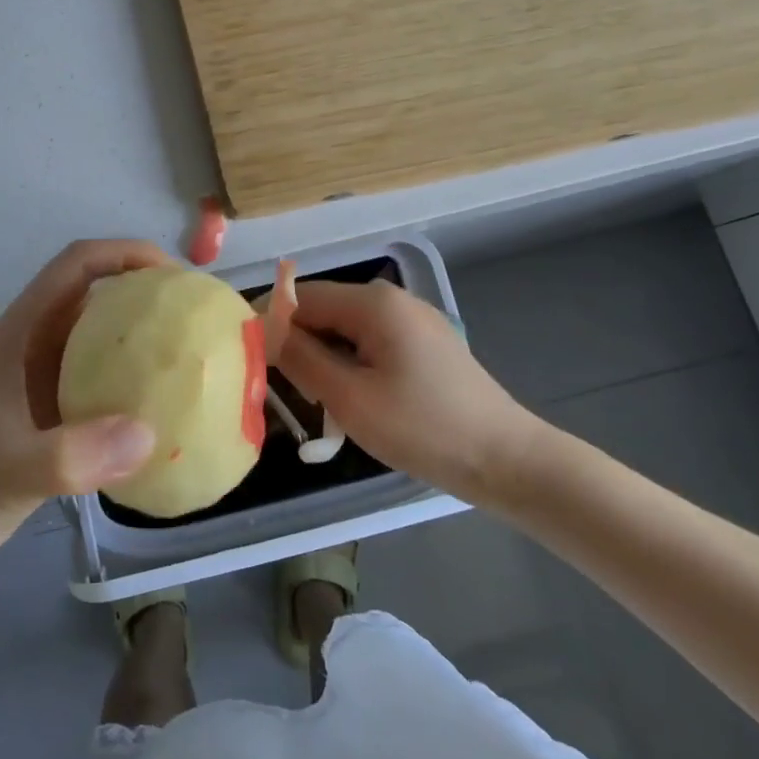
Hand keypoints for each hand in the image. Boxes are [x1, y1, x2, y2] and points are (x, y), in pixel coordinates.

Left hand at [0, 239, 169, 584]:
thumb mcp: (4, 471)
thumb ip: (69, 456)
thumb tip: (148, 435)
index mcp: (20, 335)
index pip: (77, 266)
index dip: (126, 254)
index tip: (177, 277)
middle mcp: (34, 353)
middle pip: (98, 303)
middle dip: (149, 302)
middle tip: (201, 326)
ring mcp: (40, 392)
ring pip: (103, 353)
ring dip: (144, 355)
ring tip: (194, 372)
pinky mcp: (47, 431)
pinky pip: (100, 402)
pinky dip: (133, 405)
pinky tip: (164, 430)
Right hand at [277, 280, 553, 507]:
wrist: (506, 461)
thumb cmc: (422, 428)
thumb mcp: (349, 398)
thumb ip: (300, 358)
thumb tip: (263, 330)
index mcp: (373, 303)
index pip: (300, 297)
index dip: (270, 324)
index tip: (251, 362)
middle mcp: (392, 299)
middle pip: (323, 311)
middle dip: (300, 346)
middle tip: (291, 395)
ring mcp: (413, 320)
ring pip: (345, 330)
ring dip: (326, 361)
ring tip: (324, 406)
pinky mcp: (425, 343)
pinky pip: (371, 343)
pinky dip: (352, 366)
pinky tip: (357, 402)